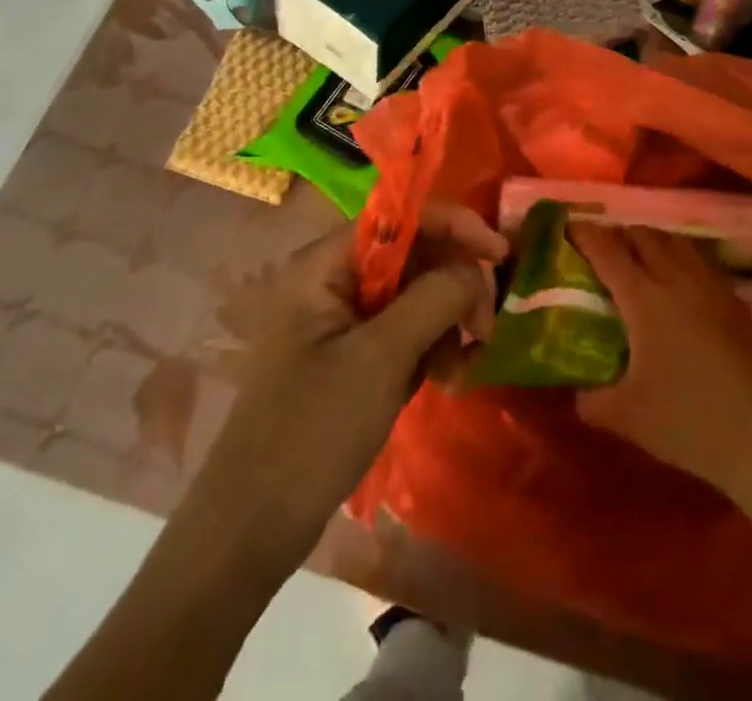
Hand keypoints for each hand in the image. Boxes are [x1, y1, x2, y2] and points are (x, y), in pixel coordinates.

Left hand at [188, 207, 505, 571]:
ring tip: (461, 369)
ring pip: (417, 294)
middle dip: (455, 285)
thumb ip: (433, 298)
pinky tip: (446, 380)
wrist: (251, 532)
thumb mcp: (379, 359)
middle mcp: (334, 280)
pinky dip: (433, 347)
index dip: (454, 225)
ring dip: (448, 322)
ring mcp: (344, 320)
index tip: (500, 255)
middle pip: (414, 255)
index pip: (400, 219)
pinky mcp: (354, 355)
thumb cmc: (310, 433)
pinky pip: (407, 330)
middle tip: (484, 329)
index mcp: (324, 265)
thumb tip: (477, 267)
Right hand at [570, 226, 751, 496]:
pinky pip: (702, 261)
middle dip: (620, 233)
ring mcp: (711, 286)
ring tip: (641, 256)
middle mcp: (676, 279)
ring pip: (677, 241)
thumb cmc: (687, 422)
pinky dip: (682, 257)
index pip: (608, 252)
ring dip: (653, 240)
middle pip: (644, 236)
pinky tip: (681, 281)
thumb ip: (593, 400)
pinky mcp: (736, 300)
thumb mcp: (626, 417)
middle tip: (604, 247)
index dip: (586, 234)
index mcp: (644, 299)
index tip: (571, 227)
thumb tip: (578, 392)